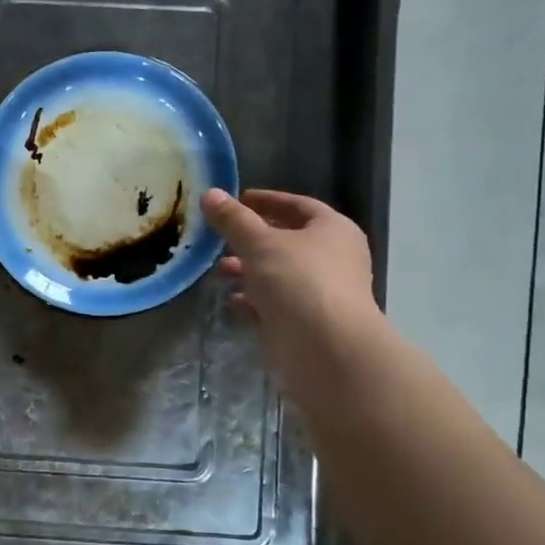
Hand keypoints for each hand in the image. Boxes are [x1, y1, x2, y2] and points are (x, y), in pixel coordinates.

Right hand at [204, 188, 386, 405]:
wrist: (326, 350)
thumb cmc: (298, 282)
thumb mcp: (259, 243)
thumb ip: (234, 220)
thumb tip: (210, 193)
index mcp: (332, 230)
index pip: (298, 205)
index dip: (267, 201)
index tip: (238, 199)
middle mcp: (334, 258)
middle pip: (289, 240)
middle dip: (254, 238)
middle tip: (222, 236)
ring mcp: (323, 293)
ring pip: (281, 273)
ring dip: (252, 269)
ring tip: (221, 269)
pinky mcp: (309, 322)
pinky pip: (278, 303)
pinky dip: (256, 299)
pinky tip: (233, 299)